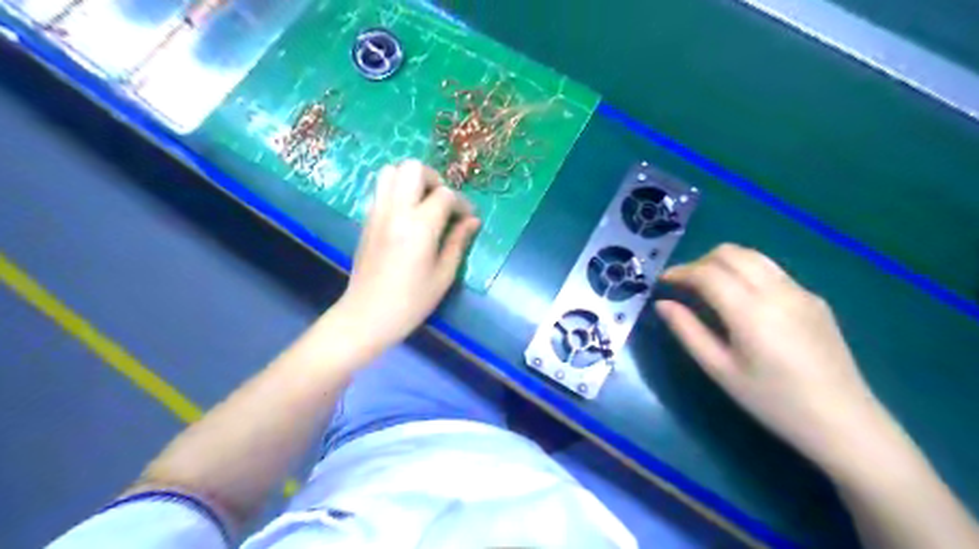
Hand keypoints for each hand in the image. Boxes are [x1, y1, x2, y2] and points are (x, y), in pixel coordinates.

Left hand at [330, 161, 479, 352]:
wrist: (366, 315)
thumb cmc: (411, 301)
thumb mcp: (443, 275)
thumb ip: (458, 242)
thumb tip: (473, 221)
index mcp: (419, 226)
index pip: (445, 195)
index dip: (462, 204)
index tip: (468, 220)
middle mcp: (395, 211)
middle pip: (413, 168)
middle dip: (434, 179)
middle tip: (443, 203)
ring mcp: (376, 212)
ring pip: (390, 171)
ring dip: (411, 180)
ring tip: (424, 204)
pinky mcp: (366, 219)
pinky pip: (381, 189)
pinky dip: (397, 191)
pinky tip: (407, 216)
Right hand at [657, 243, 889, 470]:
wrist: (843, 421)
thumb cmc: (773, 401)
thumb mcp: (720, 370)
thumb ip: (688, 332)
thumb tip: (662, 304)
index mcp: (751, 311)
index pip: (707, 273)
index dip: (680, 272)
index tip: (663, 282)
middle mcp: (777, 291)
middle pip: (730, 253)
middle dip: (700, 262)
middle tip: (684, 285)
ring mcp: (800, 291)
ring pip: (753, 255)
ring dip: (723, 262)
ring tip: (708, 287)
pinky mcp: (814, 298)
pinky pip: (771, 270)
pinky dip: (746, 272)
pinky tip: (742, 300)